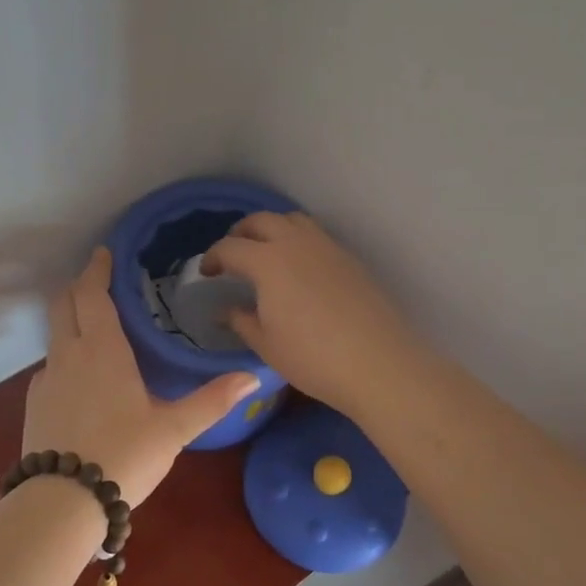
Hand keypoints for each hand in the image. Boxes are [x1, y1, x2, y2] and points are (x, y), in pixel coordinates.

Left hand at [22, 247, 258, 507]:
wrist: (62, 503)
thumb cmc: (124, 456)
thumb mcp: (174, 429)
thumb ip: (212, 400)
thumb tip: (253, 377)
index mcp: (101, 349)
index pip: (92, 293)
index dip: (97, 269)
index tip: (104, 253)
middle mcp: (67, 354)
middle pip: (63, 303)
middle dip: (79, 286)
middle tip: (100, 281)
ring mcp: (45, 379)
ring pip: (54, 334)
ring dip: (70, 319)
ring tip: (95, 327)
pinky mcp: (34, 404)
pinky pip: (50, 366)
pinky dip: (64, 355)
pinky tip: (81, 379)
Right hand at [201, 212, 419, 417]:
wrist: (379, 364)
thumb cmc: (313, 359)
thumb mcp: (267, 344)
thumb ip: (241, 320)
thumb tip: (225, 310)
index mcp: (268, 262)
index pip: (230, 247)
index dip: (212, 257)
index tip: (206, 274)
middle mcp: (296, 243)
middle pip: (261, 220)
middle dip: (240, 233)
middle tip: (232, 256)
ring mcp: (327, 247)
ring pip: (293, 220)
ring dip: (272, 229)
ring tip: (265, 255)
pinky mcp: (350, 259)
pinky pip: (316, 236)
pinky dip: (298, 241)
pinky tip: (298, 270)